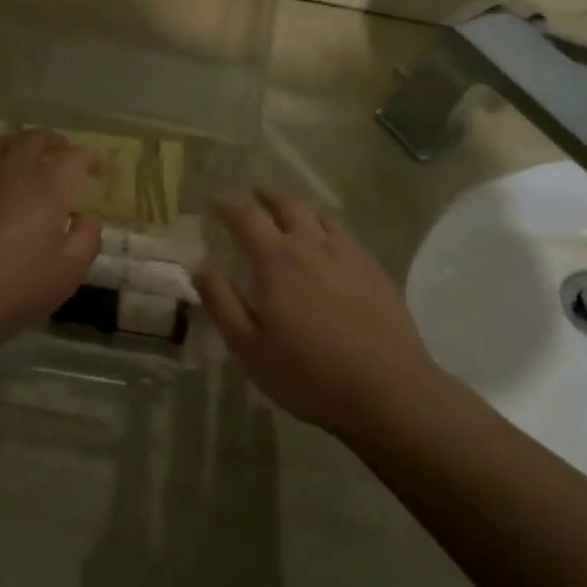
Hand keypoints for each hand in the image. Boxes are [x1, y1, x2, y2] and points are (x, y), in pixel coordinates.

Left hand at [0, 131, 102, 341]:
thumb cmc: (18, 285)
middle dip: (55, 143)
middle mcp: (15, 170)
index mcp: (49, 184)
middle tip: (64, 154)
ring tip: (29, 156)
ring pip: (3, 144)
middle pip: (37, 139)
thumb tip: (85, 218)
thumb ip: (87, 238)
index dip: (89, 158)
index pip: (75, 156)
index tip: (96, 168)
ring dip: (22, 145)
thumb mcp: (70, 270)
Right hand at [196, 190, 437, 433]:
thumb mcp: (248, 346)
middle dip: (267, 196)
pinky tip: (328, 240)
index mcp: (276, 260)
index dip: (228, 206)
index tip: (215, 203)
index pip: (247, 217)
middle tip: (254, 195)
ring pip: (319, 214)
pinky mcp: (374, 268)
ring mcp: (348, 253)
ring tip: (289, 209)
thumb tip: (199, 265)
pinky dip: (326, 224)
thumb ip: (221, 301)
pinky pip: (344, 232)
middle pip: (287, 205)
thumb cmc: (307, 373)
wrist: (387, 391)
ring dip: (298, 205)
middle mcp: (312, 244)